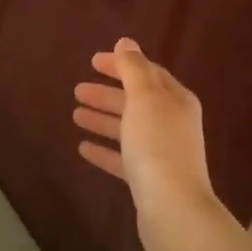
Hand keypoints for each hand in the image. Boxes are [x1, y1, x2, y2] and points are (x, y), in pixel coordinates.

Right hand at [72, 37, 220, 250]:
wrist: (172, 208)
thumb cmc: (158, 146)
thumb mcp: (145, 99)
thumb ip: (133, 69)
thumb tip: (126, 42)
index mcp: (176, 100)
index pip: (148, 73)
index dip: (122, 65)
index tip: (93, 61)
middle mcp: (172, 124)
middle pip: (136, 102)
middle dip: (108, 94)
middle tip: (77, 89)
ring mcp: (161, 153)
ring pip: (128, 129)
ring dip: (103, 119)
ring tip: (75, 114)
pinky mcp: (149, 180)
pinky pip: (123, 158)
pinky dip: (105, 150)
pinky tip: (83, 148)